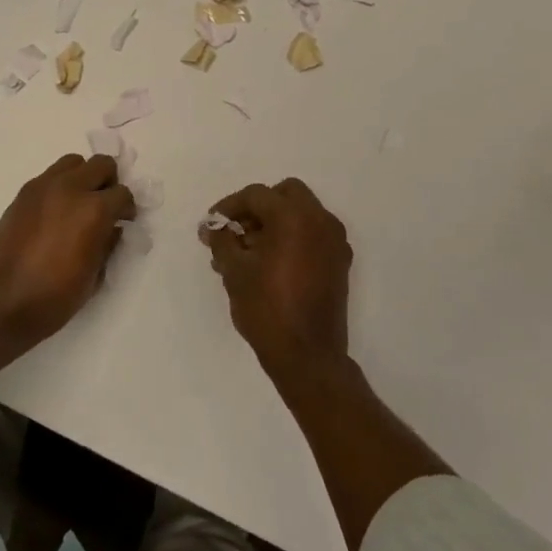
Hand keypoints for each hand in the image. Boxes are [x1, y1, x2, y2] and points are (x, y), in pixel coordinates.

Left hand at [0, 154, 135, 341]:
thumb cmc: (52, 298)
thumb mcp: (92, 277)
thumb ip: (107, 245)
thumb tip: (113, 229)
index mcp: (93, 210)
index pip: (122, 194)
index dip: (127, 209)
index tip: (123, 221)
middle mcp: (70, 189)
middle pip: (101, 164)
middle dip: (108, 183)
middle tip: (104, 207)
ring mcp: (42, 188)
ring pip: (73, 162)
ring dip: (82, 178)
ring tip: (78, 204)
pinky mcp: (21, 194)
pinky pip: (48, 177)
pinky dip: (59, 186)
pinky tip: (54, 213)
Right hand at [200, 178, 351, 381]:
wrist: (308, 356)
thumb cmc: (266, 308)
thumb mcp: (234, 271)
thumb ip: (222, 240)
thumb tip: (213, 227)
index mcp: (294, 217)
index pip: (256, 195)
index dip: (229, 207)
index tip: (212, 224)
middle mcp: (320, 220)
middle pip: (285, 194)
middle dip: (258, 208)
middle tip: (235, 230)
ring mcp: (334, 241)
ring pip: (301, 214)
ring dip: (275, 222)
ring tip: (247, 251)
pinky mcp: (339, 262)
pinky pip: (312, 235)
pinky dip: (292, 238)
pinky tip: (269, 263)